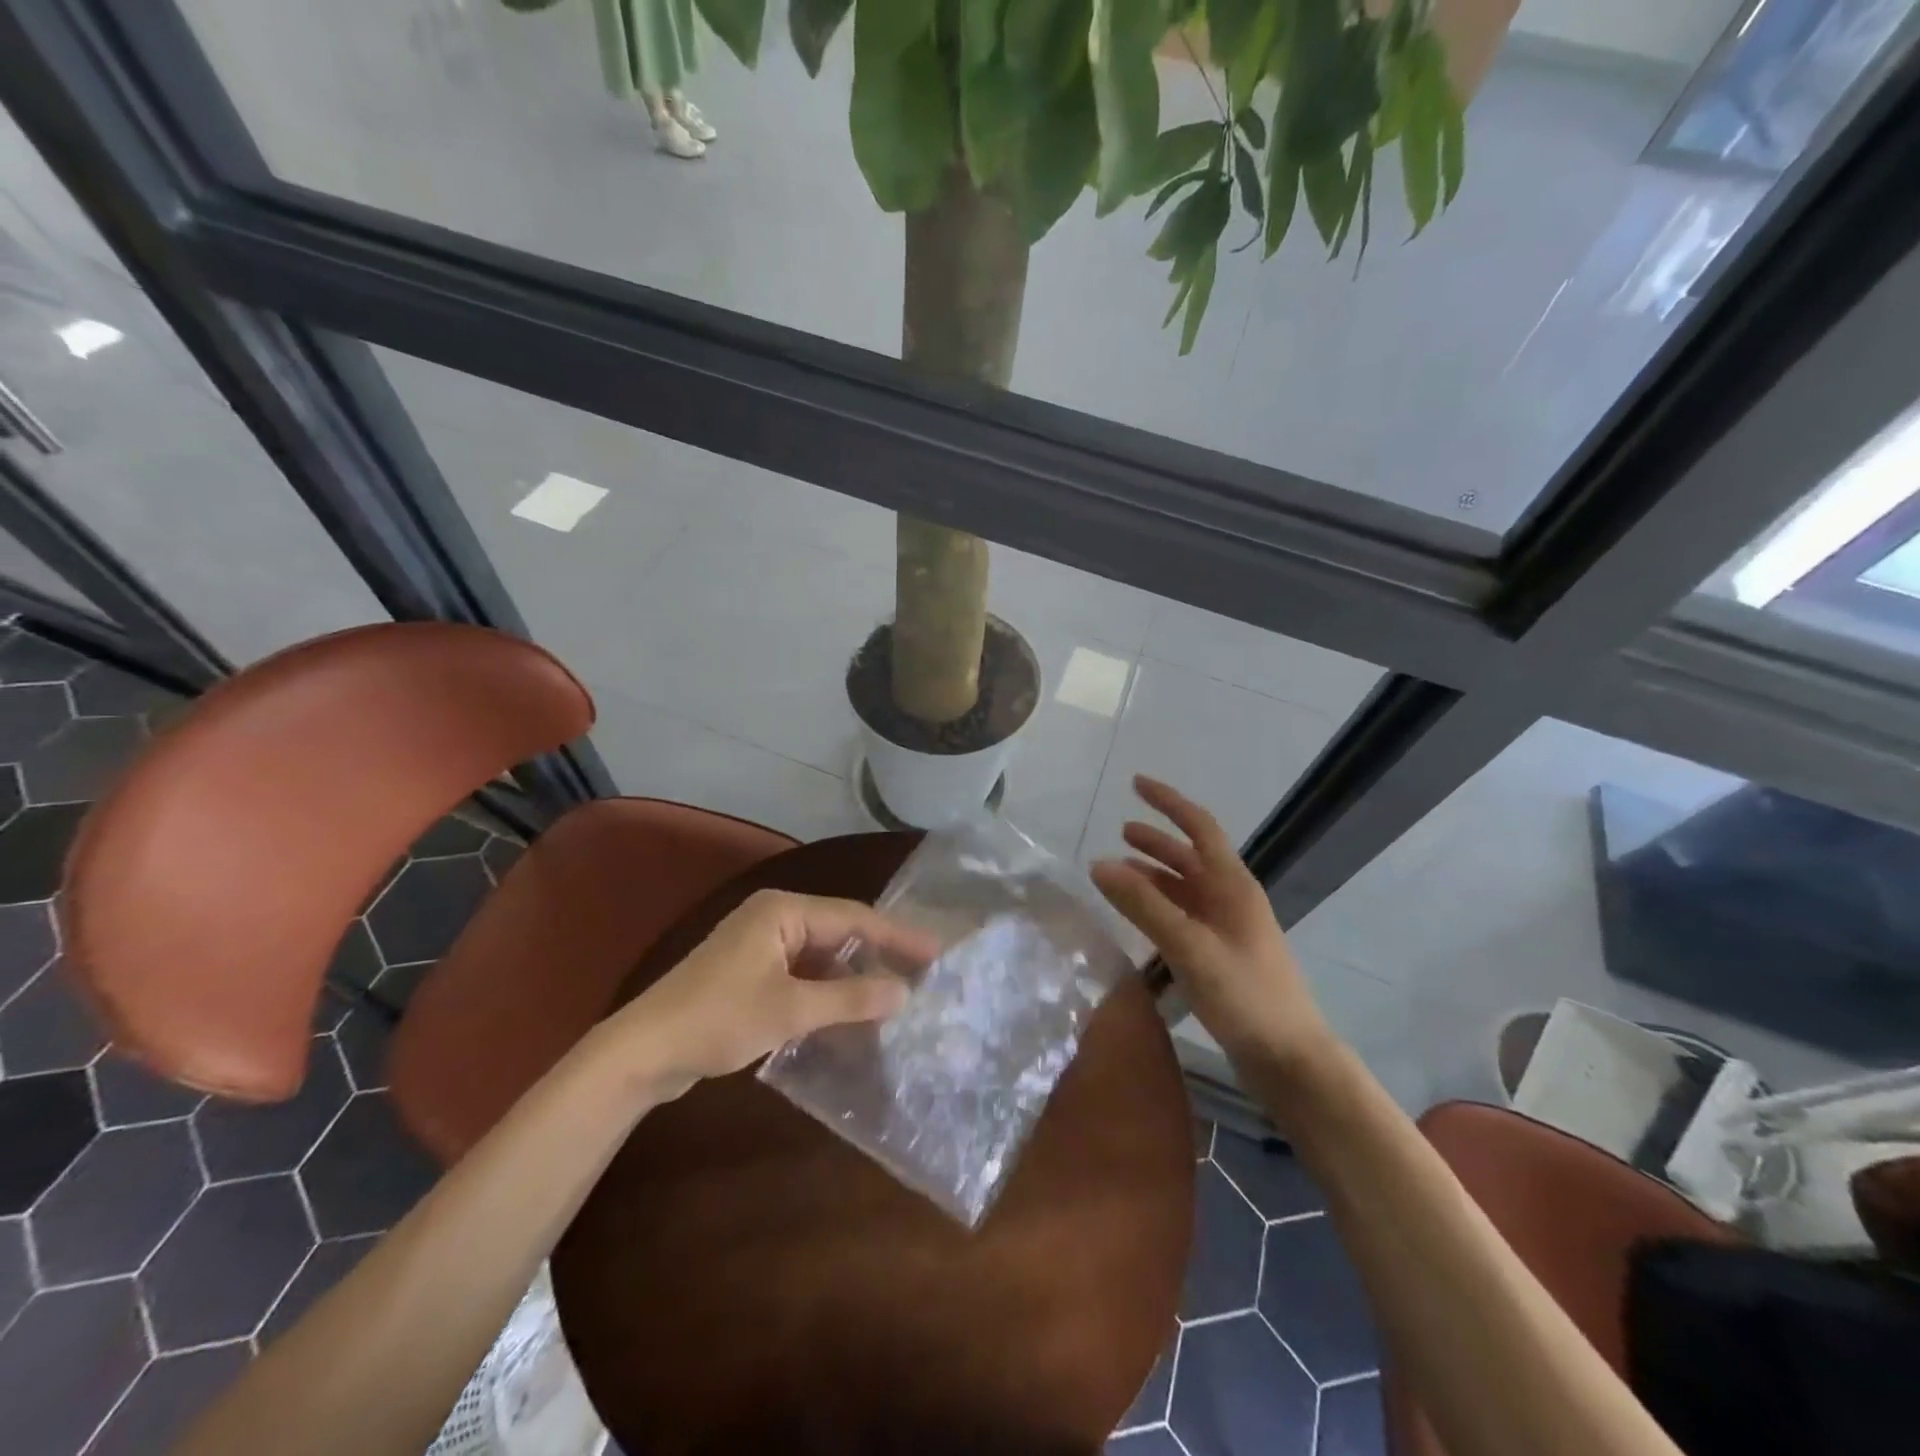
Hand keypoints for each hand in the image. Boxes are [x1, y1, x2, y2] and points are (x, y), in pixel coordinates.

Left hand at [608, 889, 928, 1094]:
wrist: (642, 1052)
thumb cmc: (717, 1019)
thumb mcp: (790, 1009)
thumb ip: (850, 999)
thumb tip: (904, 993)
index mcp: (783, 911)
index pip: (854, 917)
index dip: (898, 936)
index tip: (937, 952)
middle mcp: (774, 917)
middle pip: (840, 931)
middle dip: (879, 953)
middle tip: (923, 973)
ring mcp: (761, 944)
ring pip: (822, 954)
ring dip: (854, 975)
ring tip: (896, 993)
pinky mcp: (751, 971)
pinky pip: (804, 972)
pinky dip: (829, 989)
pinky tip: (851, 1010)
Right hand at [1091, 776, 1335, 1073]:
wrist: (1290, 1059)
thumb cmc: (1244, 994)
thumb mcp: (1189, 945)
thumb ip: (1143, 904)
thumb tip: (1099, 864)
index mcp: (1232, 885)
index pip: (1199, 827)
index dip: (1168, 802)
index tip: (1136, 783)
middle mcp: (1231, 898)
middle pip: (1190, 856)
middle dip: (1156, 842)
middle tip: (1120, 833)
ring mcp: (1228, 928)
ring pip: (1185, 888)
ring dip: (1154, 875)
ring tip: (1119, 873)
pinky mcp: (1221, 955)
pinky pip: (1184, 916)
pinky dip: (1158, 907)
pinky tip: (1138, 918)